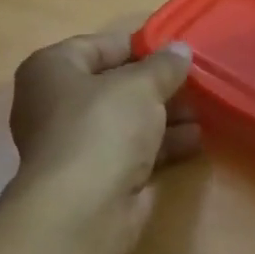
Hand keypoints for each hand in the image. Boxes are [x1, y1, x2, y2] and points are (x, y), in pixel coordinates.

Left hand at [8, 23, 199, 253]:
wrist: (84, 208)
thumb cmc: (103, 128)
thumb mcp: (140, 86)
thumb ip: (164, 66)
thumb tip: (181, 50)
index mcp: (50, 71)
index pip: (96, 46)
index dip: (138, 46)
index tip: (176, 50)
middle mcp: (55, 105)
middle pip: (113, 87)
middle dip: (157, 87)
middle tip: (196, 84)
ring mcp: (75, 145)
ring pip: (125, 122)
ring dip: (165, 117)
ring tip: (204, 112)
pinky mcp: (95, 178)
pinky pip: (132, 152)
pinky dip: (160, 146)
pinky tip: (194, 142)